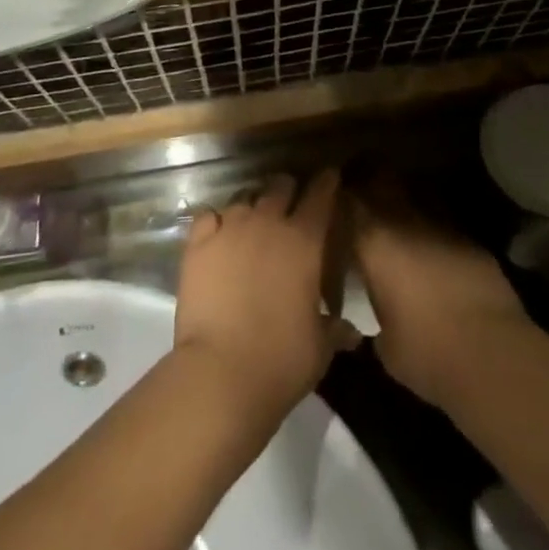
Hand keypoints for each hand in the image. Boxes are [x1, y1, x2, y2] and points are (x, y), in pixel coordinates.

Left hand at [175, 171, 356, 416]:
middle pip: (280, 187)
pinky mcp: (198, 243)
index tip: (330, 176)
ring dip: (253, 207)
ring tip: (253, 223)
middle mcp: (267, 223)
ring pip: (244, 198)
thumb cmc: (281, 360)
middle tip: (290, 205)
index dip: (326, 183)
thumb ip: (334, 329)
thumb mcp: (319, 348)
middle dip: (288, 190)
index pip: (320, 196)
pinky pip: (208, 216)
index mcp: (303, 241)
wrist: (220, 373)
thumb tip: (350, 331)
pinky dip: (216, 221)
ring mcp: (229, 228)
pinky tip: (218, 235)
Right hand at [350, 187, 530, 409]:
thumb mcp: (384, 343)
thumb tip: (379, 308)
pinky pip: (442, 222)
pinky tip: (433, 250)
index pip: (347, 202)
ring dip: (404, 205)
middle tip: (362, 201)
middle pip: (382, 182)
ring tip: (397, 222)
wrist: (492, 355)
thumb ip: (376, 312)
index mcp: (374, 241)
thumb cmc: (426, 352)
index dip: (340, 199)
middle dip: (371, 186)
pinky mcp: (471, 239)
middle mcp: (405, 221)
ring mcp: (441, 225)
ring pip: (415, 197)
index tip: (333, 206)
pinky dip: (433, 230)